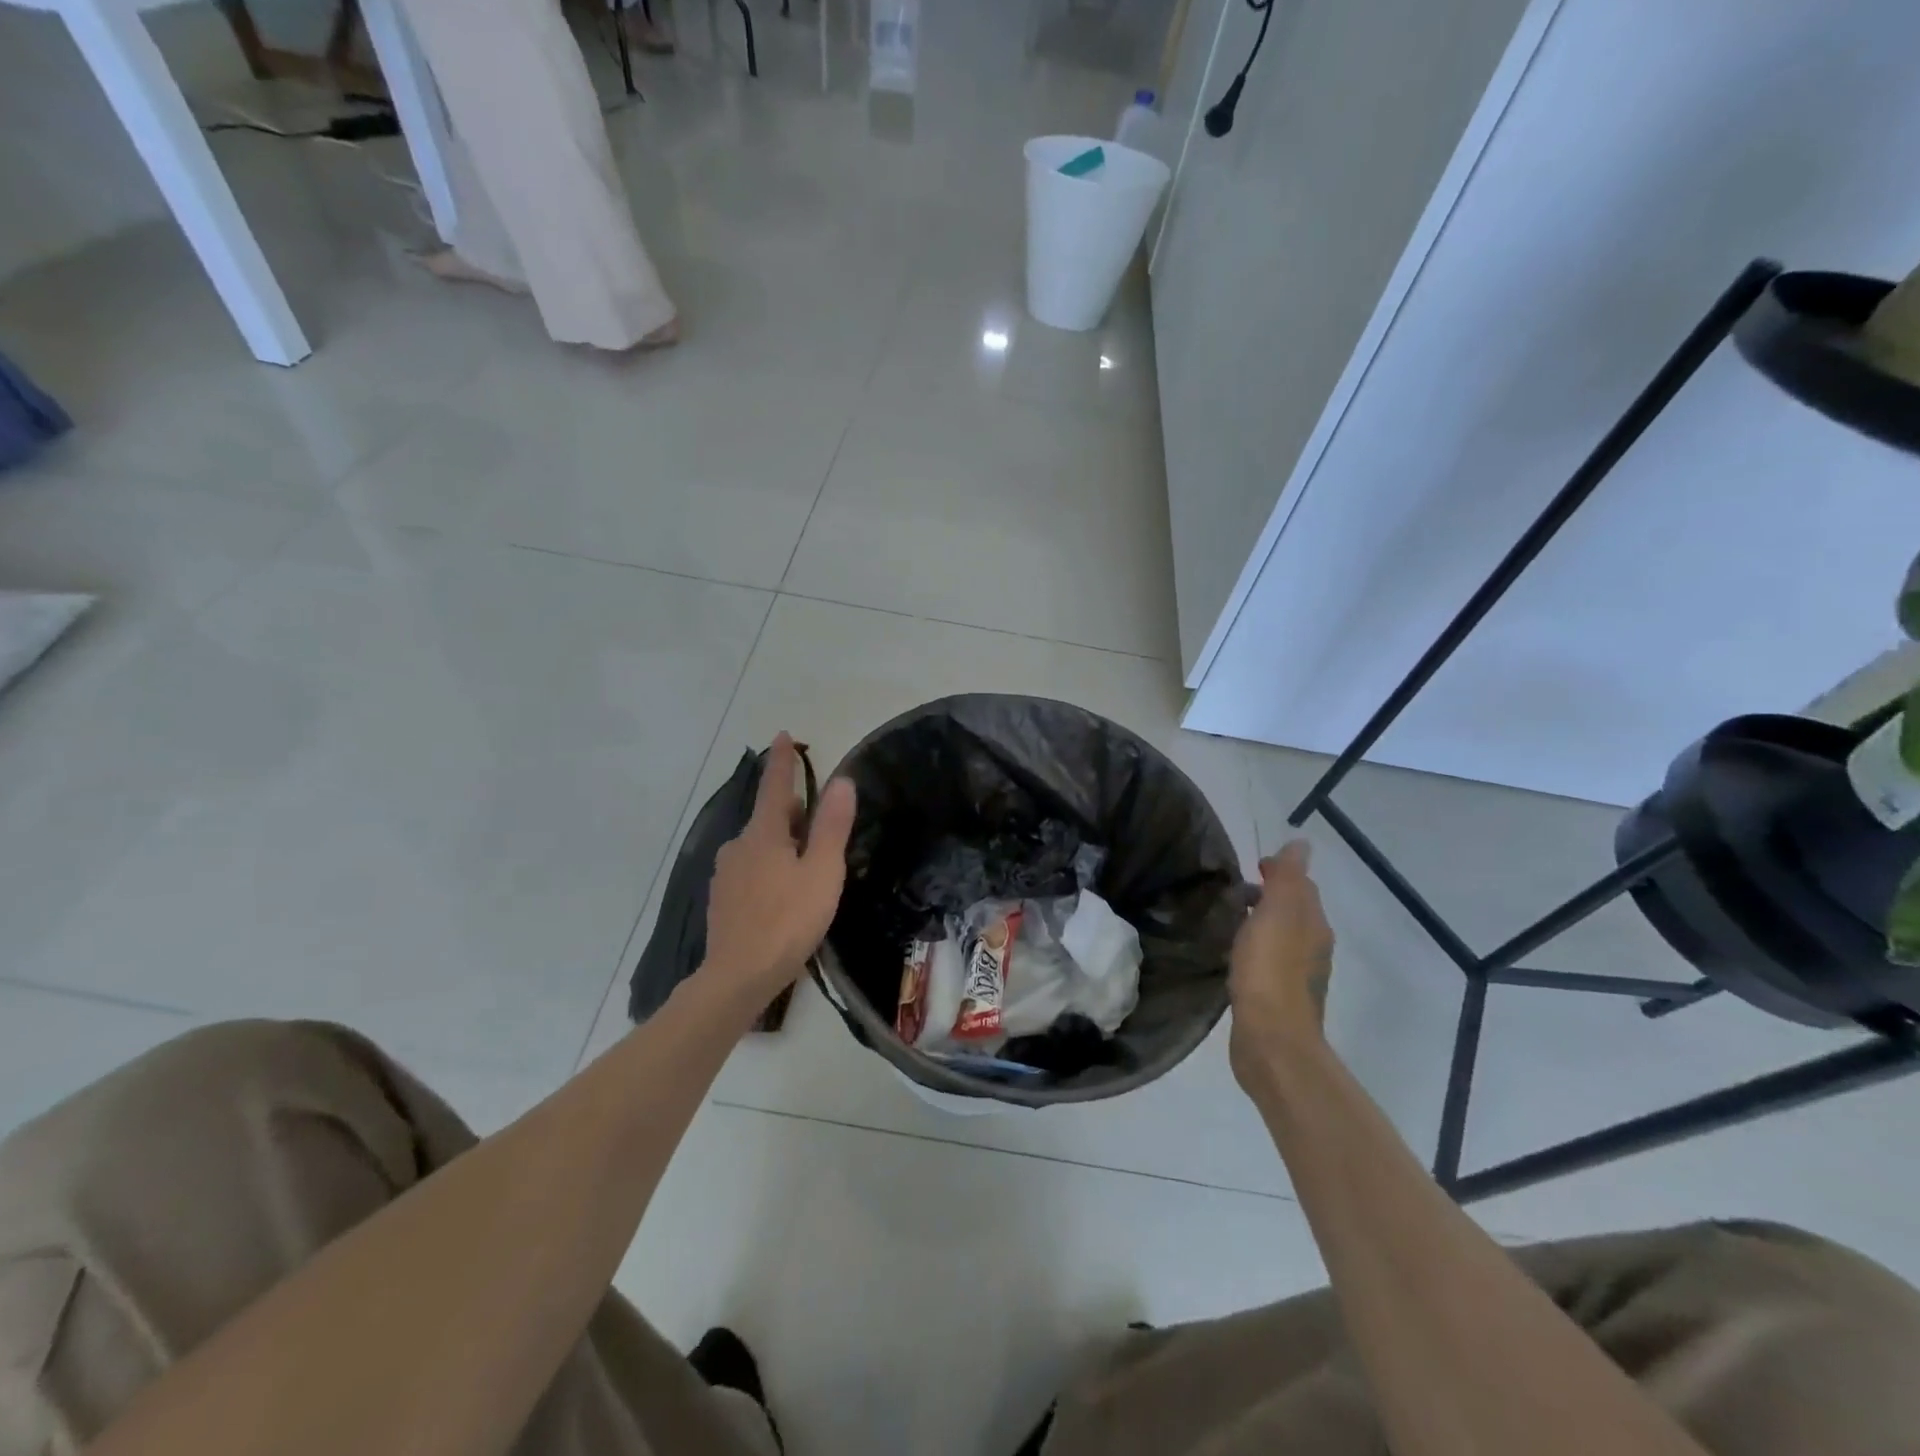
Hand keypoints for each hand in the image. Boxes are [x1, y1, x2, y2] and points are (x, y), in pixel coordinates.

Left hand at [699, 733, 856, 1010]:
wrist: (738, 977)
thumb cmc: (788, 920)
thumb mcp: (822, 872)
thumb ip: (832, 825)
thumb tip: (841, 780)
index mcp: (763, 833)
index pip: (775, 785)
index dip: (783, 760)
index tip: (783, 735)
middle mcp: (738, 845)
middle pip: (770, 817)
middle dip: (794, 816)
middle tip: (822, 839)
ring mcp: (725, 873)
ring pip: (760, 846)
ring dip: (782, 847)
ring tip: (807, 875)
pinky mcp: (721, 899)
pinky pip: (750, 870)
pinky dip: (768, 871)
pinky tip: (782, 899)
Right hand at [1228, 840, 1334, 1091]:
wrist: (1272, 1040)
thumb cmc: (1270, 970)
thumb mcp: (1278, 913)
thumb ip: (1288, 878)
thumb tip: (1301, 843)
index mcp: (1314, 925)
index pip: (1302, 886)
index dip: (1279, 872)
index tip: (1251, 867)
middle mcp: (1313, 948)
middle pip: (1294, 911)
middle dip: (1269, 896)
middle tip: (1234, 891)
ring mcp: (1298, 977)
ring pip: (1281, 937)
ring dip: (1261, 924)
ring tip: (1229, 920)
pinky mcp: (1278, 999)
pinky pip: (1268, 963)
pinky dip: (1255, 950)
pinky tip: (1234, 956)